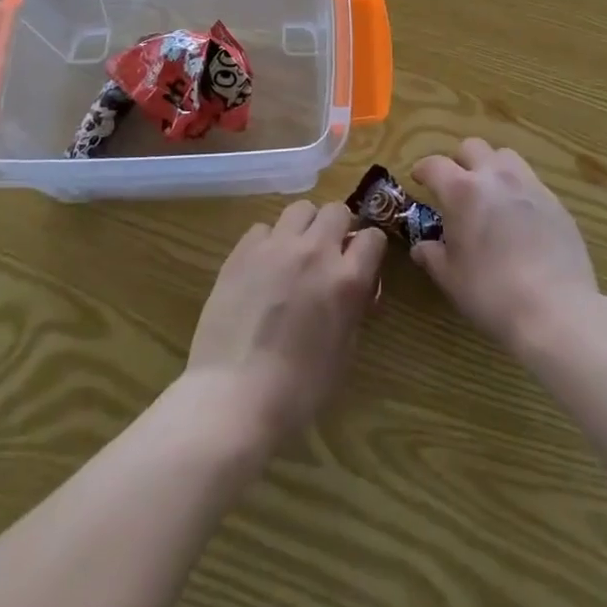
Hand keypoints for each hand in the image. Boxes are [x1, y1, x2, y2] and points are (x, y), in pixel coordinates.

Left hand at [184, 201, 387, 449]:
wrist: (233, 397)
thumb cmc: (298, 390)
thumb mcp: (343, 353)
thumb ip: (353, 309)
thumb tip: (356, 290)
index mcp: (347, 280)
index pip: (373, 237)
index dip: (369, 250)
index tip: (361, 264)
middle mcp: (315, 251)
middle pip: (337, 211)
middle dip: (338, 228)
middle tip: (329, 254)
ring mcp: (277, 246)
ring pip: (301, 209)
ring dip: (305, 226)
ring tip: (295, 253)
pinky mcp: (243, 251)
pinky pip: (263, 228)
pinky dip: (269, 241)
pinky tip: (262, 268)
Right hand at [412, 140, 599, 352]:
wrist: (556, 310)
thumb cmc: (491, 293)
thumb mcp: (451, 279)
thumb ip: (432, 256)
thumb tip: (422, 246)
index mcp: (462, 191)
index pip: (435, 165)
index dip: (423, 169)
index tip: (419, 179)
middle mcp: (495, 177)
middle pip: (472, 147)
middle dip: (459, 161)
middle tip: (455, 186)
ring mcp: (529, 185)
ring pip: (505, 156)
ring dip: (491, 167)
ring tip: (489, 194)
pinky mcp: (555, 201)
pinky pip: (530, 181)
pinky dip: (517, 189)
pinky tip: (518, 217)